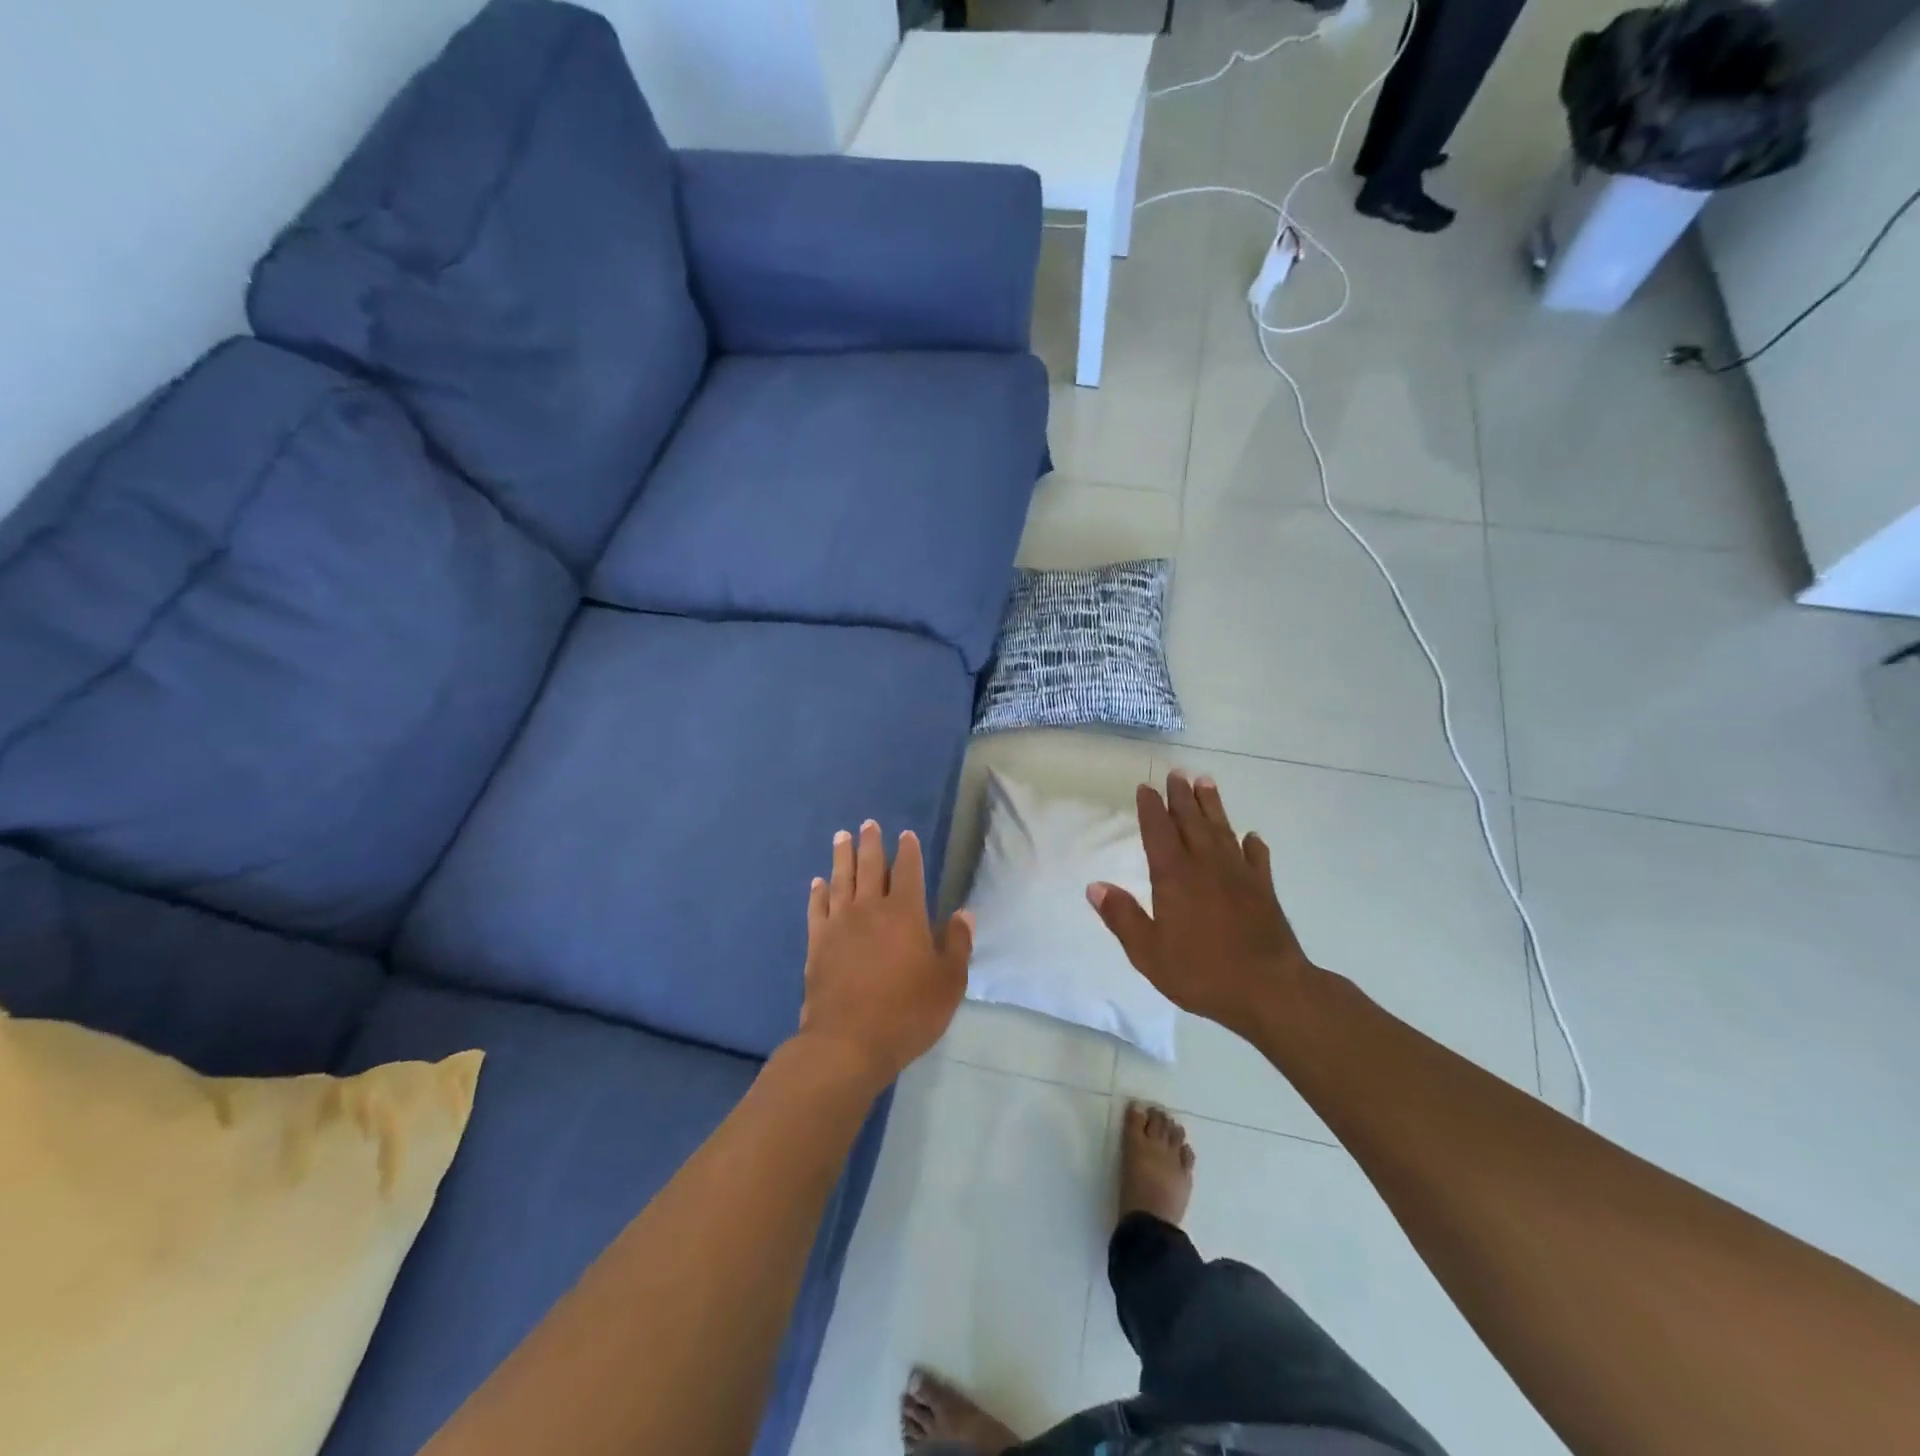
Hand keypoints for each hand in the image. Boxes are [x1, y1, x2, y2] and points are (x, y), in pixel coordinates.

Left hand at [797, 820, 972, 1088]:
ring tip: (841, 836)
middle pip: (869, 866)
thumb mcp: (948, 982)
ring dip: (842, 856)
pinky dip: (818, 892)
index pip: (907, 871)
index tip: (906, 836)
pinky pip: (817, 908)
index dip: (908, 851)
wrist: (849, 1042)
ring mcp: (839, 924)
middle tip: (868, 824)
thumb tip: (964, 913)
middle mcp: (869, 909)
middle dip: (871, 843)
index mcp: (905, 913)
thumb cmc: (907, 1012)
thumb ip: (957, 944)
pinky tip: (818, 882)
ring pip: (840, 879)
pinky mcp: (817, 943)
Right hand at [1087, 771, 1317, 1039]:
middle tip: (1177, 773)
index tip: (1146, 788)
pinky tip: (1251, 836)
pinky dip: (1253, 844)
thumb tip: (1095, 886)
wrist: (1270, 990)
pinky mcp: (1265, 890)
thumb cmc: (1202, 973)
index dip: (1151, 809)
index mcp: (1175, 877)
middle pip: (1191, 822)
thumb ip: (1122, 917)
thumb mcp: (1149, 953)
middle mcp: (1206, 866)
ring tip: (1206, 782)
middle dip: (1182, 797)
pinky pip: (1257, 858)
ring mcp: (1239, 875)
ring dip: (1213, 806)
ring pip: (1223, 830)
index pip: (1159, 833)